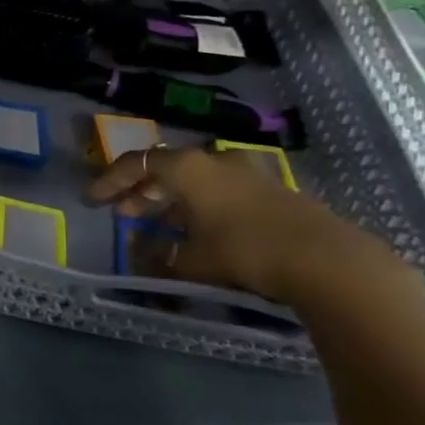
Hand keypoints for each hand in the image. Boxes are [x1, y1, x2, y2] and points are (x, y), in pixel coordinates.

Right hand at [87, 145, 424, 310]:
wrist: (330, 263)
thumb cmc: (245, 252)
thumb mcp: (190, 260)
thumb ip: (158, 254)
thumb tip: (138, 250)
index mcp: (188, 168)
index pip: (136, 163)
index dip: (110, 180)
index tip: (94, 200)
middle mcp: (216, 162)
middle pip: (167, 168)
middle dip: (141, 189)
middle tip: (124, 211)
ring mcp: (249, 175)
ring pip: (197, 180)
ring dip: (173, 198)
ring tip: (159, 223)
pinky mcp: (274, 193)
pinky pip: (222, 191)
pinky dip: (202, 205)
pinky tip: (201, 230)